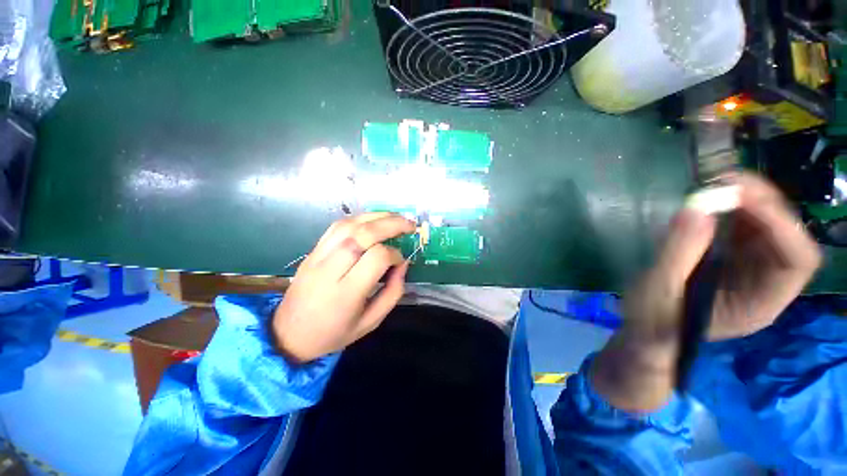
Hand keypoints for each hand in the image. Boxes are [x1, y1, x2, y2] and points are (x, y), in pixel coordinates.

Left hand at [272, 213, 414, 363]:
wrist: (289, 334)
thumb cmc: (334, 333)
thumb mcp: (371, 322)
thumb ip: (393, 292)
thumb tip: (403, 264)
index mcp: (346, 293)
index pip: (376, 258)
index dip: (395, 254)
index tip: (401, 261)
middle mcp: (330, 270)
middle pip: (363, 235)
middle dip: (391, 224)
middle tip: (410, 224)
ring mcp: (318, 257)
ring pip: (349, 225)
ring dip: (376, 216)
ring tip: (395, 218)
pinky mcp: (313, 250)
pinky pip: (336, 226)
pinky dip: (358, 219)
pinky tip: (372, 220)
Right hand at [592, 173, 821, 410]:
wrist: (648, 332)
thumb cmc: (653, 320)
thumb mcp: (659, 290)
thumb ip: (678, 253)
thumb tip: (696, 208)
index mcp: (760, 303)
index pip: (796, 260)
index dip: (778, 223)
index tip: (739, 195)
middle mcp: (768, 284)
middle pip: (788, 237)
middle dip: (764, 204)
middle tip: (725, 181)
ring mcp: (753, 270)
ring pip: (771, 228)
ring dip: (750, 201)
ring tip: (717, 185)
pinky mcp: (734, 259)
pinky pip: (748, 228)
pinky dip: (735, 208)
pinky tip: (713, 200)